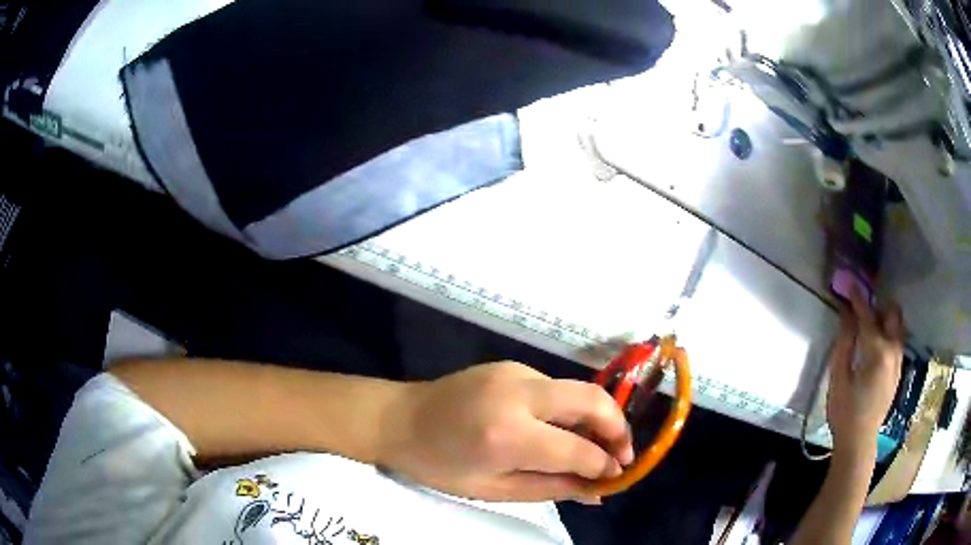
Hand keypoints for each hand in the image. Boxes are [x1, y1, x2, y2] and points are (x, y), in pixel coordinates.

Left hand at [378, 362, 633, 502]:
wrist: (396, 418)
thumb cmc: (438, 465)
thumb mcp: (493, 489)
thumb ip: (551, 489)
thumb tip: (598, 492)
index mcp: (507, 435)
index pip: (578, 449)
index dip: (605, 465)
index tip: (618, 476)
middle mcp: (518, 394)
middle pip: (592, 401)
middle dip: (618, 428)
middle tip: (622, 456)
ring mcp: (515, 372)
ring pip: (578, 391)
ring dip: (597, 418)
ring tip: (594, 447)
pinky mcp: (511, 365)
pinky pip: (555, 388)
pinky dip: (569, 409)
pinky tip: (559, 430)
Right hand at [826, 288, 904, 458]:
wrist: (860, 440)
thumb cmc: (845, 411)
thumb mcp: (838, 377)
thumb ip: (844, 342)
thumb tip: (846, 315)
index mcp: (877, 350)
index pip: (867, 315)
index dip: (857, 298)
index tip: (850, 284)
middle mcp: (893, 349)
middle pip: (893, 312)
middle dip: (879, 305)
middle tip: (864, 309)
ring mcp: (898, 360)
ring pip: (898, 326)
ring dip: (886, 319)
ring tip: (870, 326)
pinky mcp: (899, 370)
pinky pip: (897, 340)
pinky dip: (888, 334)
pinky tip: (876, 346)